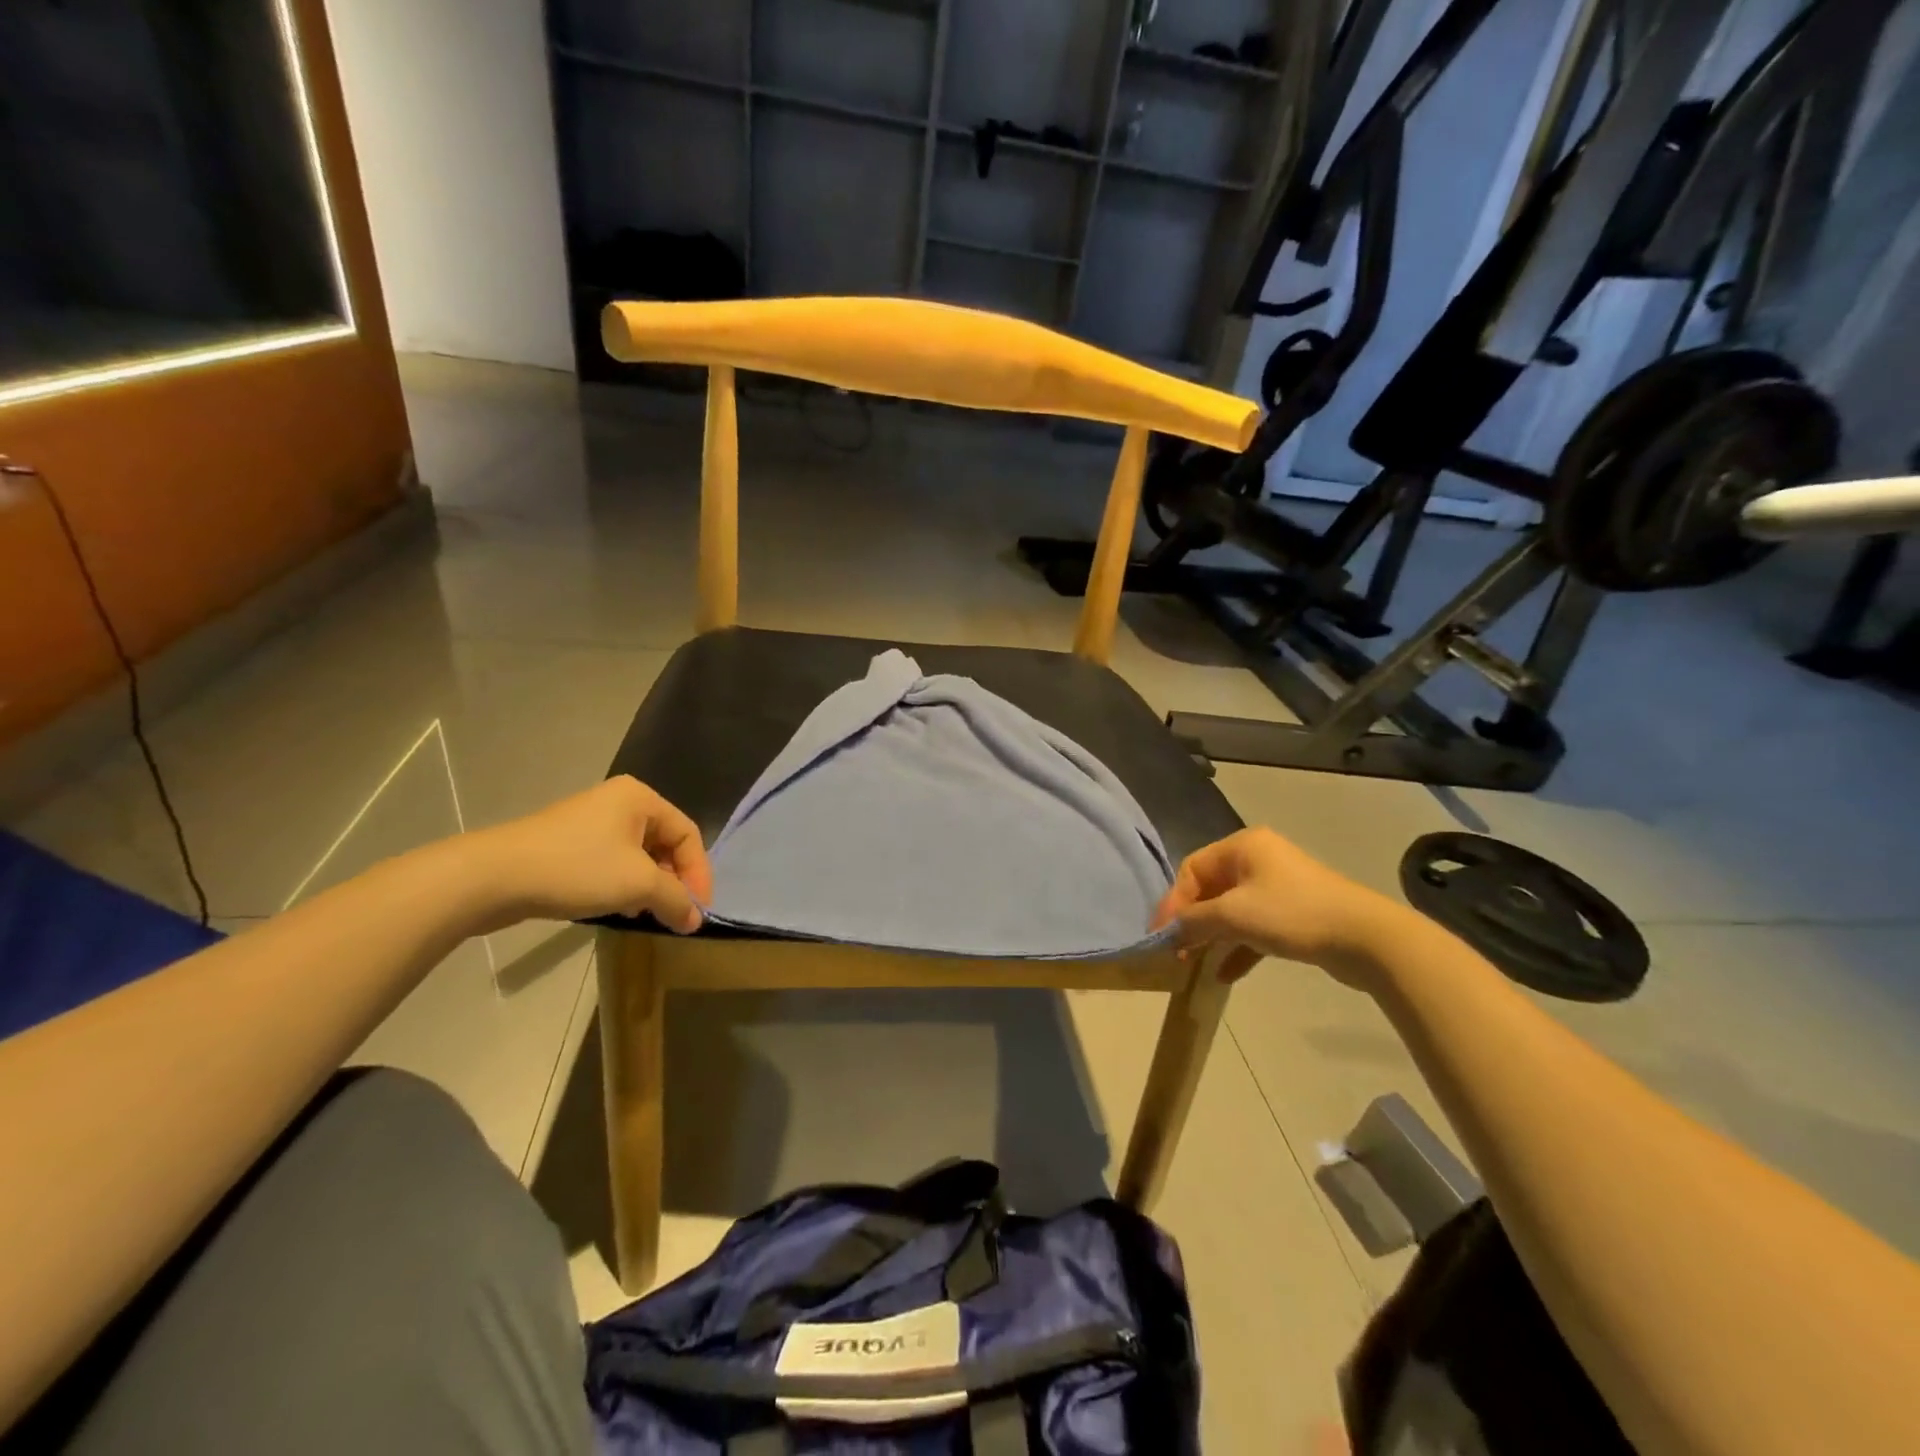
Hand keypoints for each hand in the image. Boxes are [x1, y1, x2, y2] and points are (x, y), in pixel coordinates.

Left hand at [470, 777, 713, 932]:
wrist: (493, 877)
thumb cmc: (577, 868)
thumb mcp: (637, 884)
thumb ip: (676, 899)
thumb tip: (696, 920)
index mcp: (640, 798)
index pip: (688, 834)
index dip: (699, 873)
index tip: (698, 910)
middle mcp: (620, 802)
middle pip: (665, 843)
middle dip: (674, 880)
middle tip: (674, 913)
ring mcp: (591, 822)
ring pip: (639, 856)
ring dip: (649, 886)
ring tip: (646, 913)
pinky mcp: (569, 843)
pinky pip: (613, 862)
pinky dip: (624, 884)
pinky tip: (617, 907)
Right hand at [1149, 827, 1402, 985]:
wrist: (1365, 938)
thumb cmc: (1292, 914)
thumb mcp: (1234, 914)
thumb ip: (1194, 921)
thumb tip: (1168, 932)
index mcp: (1242, 846)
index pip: (1192, 869)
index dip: (1173, 902)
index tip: (1161, 935)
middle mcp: (1258, 860)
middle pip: (1210, 889)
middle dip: (1191, 921)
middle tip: (1176, 951)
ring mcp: (1278, 887)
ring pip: (1231, 910)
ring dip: (1212, 937)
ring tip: (1194, 964)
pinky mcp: (1294, 915)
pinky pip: (1254, 928)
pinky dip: (1237, 948)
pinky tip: (1224, 975)